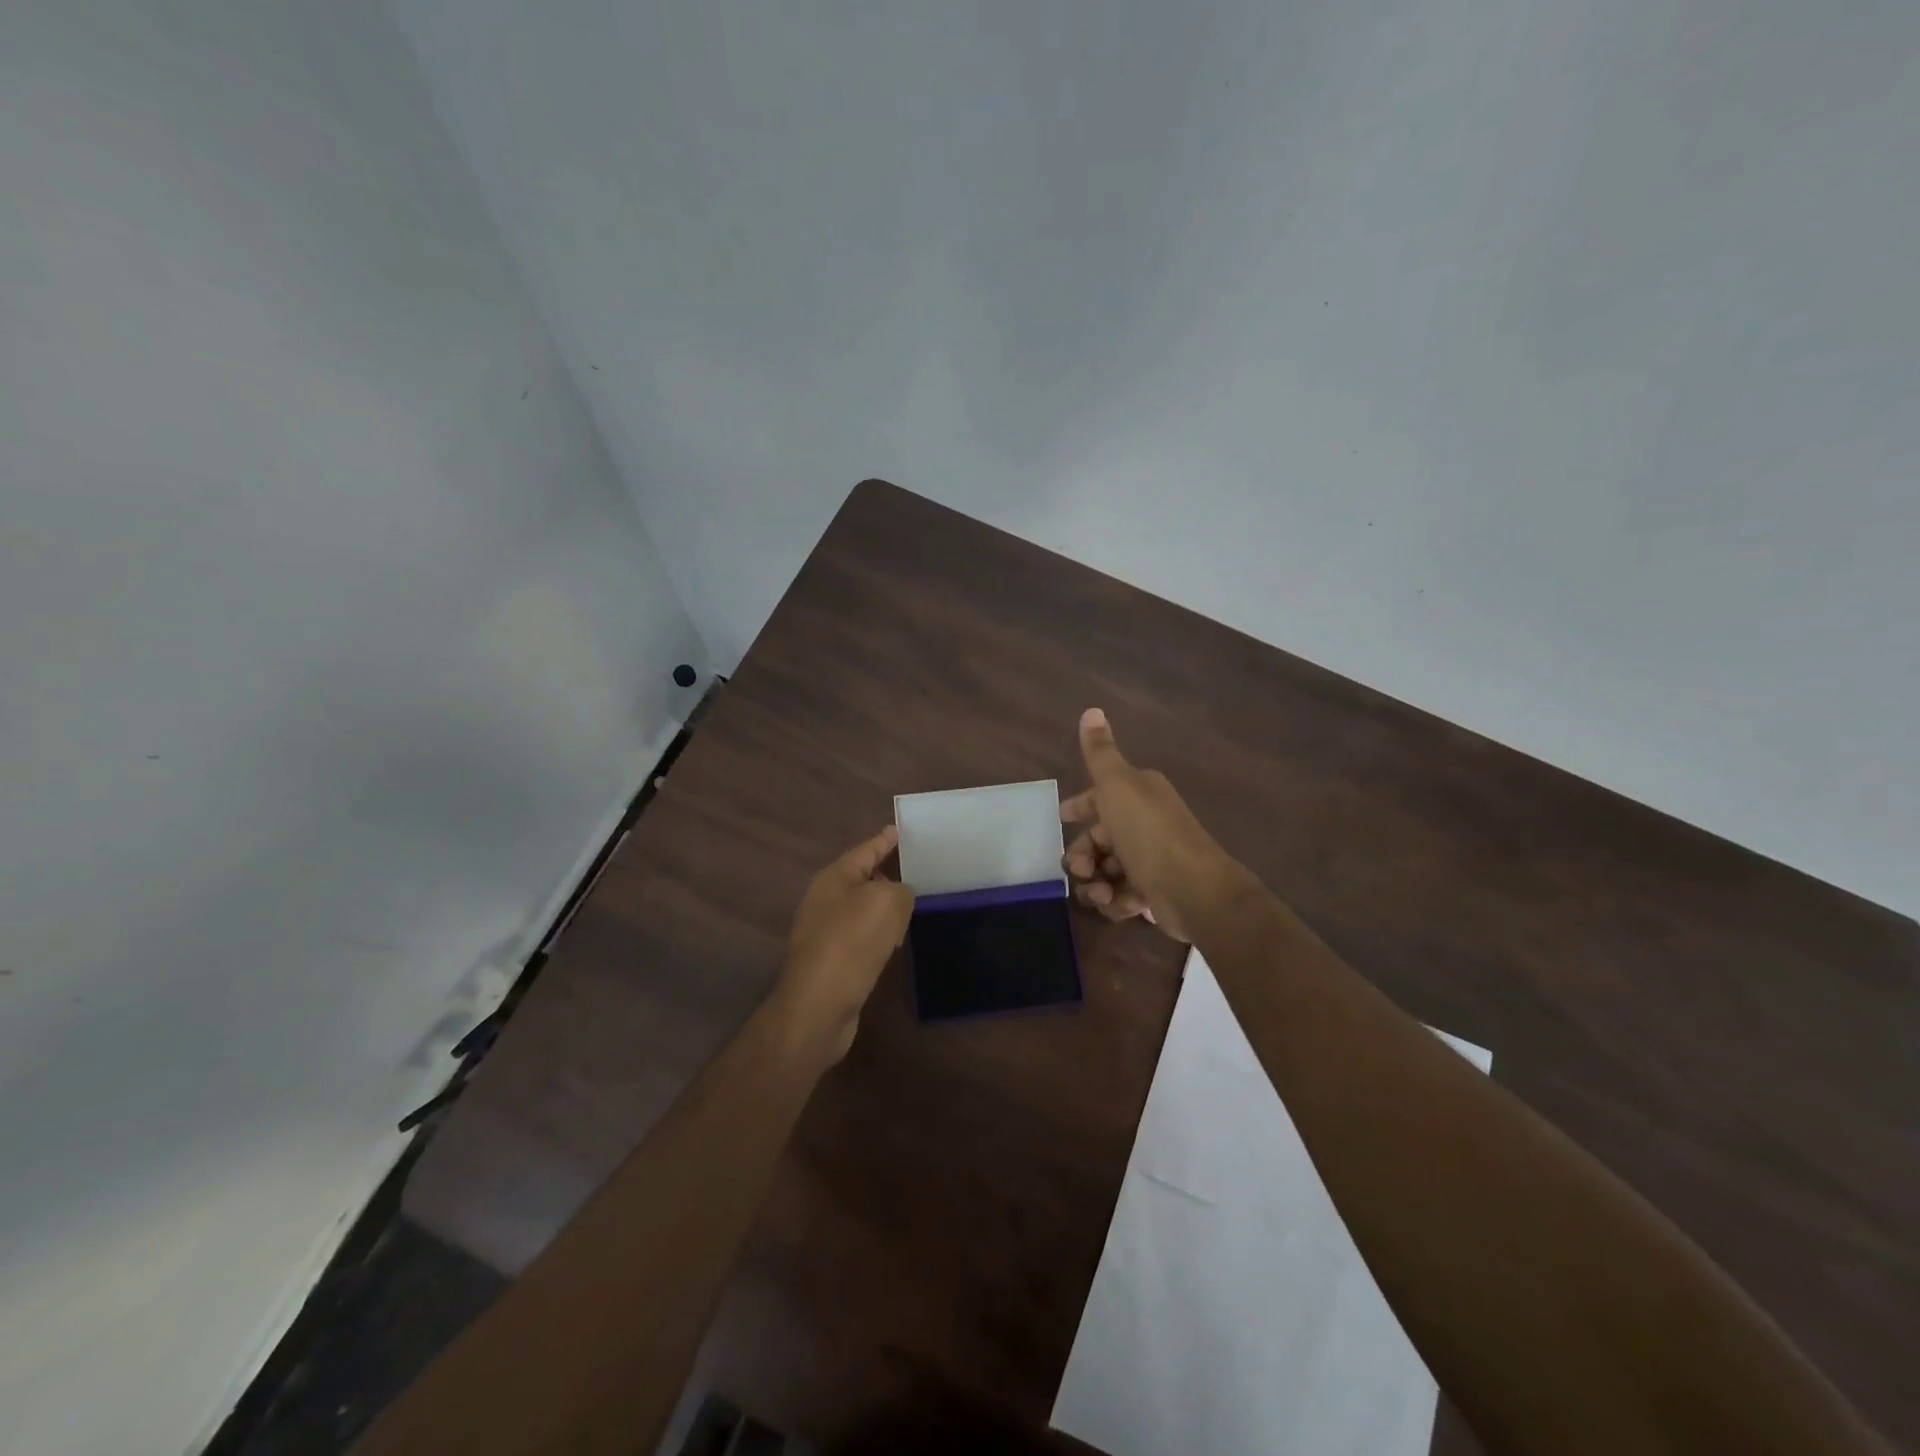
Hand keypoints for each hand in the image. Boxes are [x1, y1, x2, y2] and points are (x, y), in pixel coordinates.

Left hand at [773, 825, 915, 1059]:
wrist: (817, 1008)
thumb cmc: (850, 945)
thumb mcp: (885, 904)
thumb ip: (901, 890)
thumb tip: (900, 897)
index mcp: (835, 877)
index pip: (867, 849)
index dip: (886, 839)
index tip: (902, 829)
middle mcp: (827, 899)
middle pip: (864, 877)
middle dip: (889, 871)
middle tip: (921, 866)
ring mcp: (827, 931)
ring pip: (865, 908)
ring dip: (887, 905)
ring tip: (916, 901)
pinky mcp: (834, 960)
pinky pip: (864, 935)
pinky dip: (881, 933)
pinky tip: (897, 939)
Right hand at [1060, 708, 1230, 941]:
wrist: (1193, 889)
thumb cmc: (1149, 832)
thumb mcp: (1117, 785)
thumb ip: (1100, 752)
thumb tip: (1091, 709)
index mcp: (1139, 794)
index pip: (1101, 797)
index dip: (1080, 807)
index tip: (1062, 818)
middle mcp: (1146, 823)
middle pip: (1099, 838)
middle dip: (1083, 854)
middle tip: (1080, 869)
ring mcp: (1151, 860)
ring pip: (1106, 870)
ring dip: (1095, 882)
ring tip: (1100, 891)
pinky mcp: (1154, 892)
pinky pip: (1121, 896)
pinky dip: (1115, 901)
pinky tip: (1118, 903)